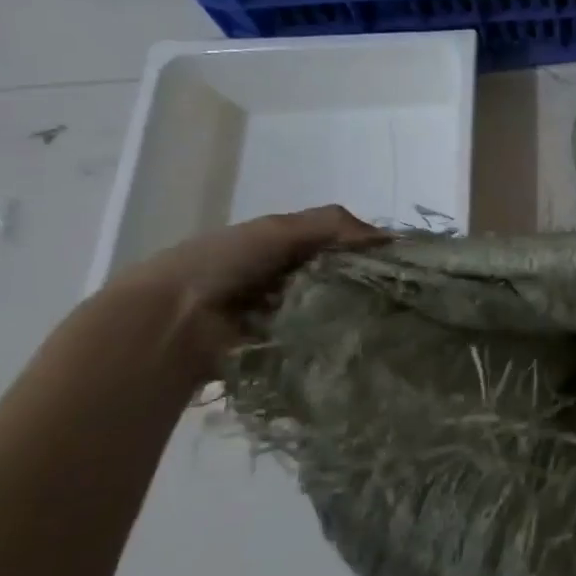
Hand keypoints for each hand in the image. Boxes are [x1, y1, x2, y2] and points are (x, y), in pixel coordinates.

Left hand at [95, 205, 382, 380]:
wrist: (169, 323)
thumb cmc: (222, 264)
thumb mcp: (278, 230)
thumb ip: (332, 226)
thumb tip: (392, 239)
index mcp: (283, 246)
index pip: (341, 244)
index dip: (371, 249)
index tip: (407, 261)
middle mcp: (286, 278)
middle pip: (341, 278)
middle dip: (367, 283)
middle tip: (402, 294)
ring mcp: (284, 316)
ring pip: (334, 310)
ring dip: (354, 313)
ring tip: (389, 319)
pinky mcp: (283, 349)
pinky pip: (320, 342)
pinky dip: (337, 340)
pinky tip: (363, 340)